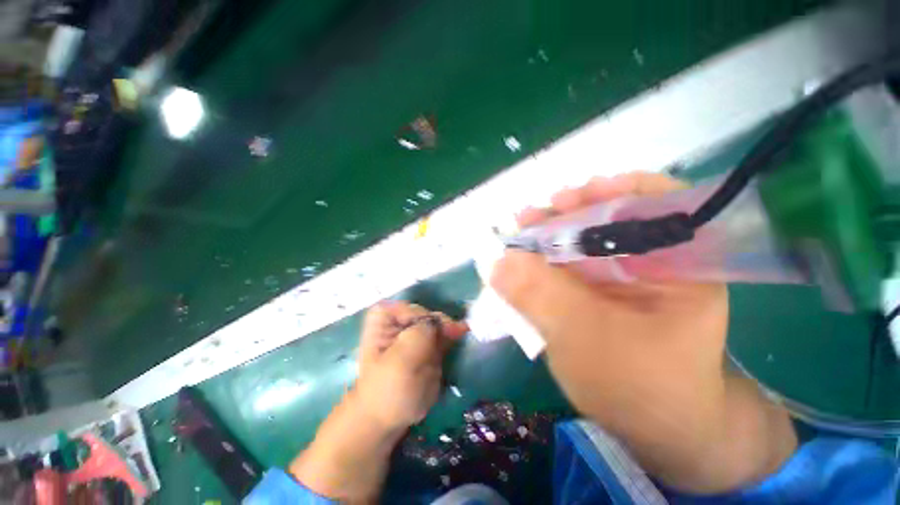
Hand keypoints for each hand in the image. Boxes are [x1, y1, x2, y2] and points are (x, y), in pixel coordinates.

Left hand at [290, 302, 466, 501]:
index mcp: (383, 321)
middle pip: (423, 312)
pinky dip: (452, 332)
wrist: (390, 418)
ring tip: (460, 331)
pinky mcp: (428, 345)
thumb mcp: (399, 363)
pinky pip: (442, 333)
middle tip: (453, 330)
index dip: (418, 313)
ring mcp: (415, 334)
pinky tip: (462, 331)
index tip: (431, 327)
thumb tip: (436, 322)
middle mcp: (400, 322)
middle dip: (438, 320)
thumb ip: (417, 336)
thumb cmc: (386, 390)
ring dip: (448, 326)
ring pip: (435, 322)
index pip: (403, 306)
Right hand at [491, 173, 793, 492]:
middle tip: (530, 217)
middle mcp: (653, 261)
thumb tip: (497, 260)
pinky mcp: (600, 290)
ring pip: (584, 240)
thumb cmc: (638, 389)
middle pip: (610, 218)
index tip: (570, 196)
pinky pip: (571, 263)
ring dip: (550, 233)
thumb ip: (541, 296)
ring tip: (522, 232)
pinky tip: (526, 258)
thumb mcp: (585, 339)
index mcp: (678, 265)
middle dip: (567, 214)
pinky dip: (546, 257)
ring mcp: (623, 276)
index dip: (614, 190)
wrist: (653, 429)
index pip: (657, 203)